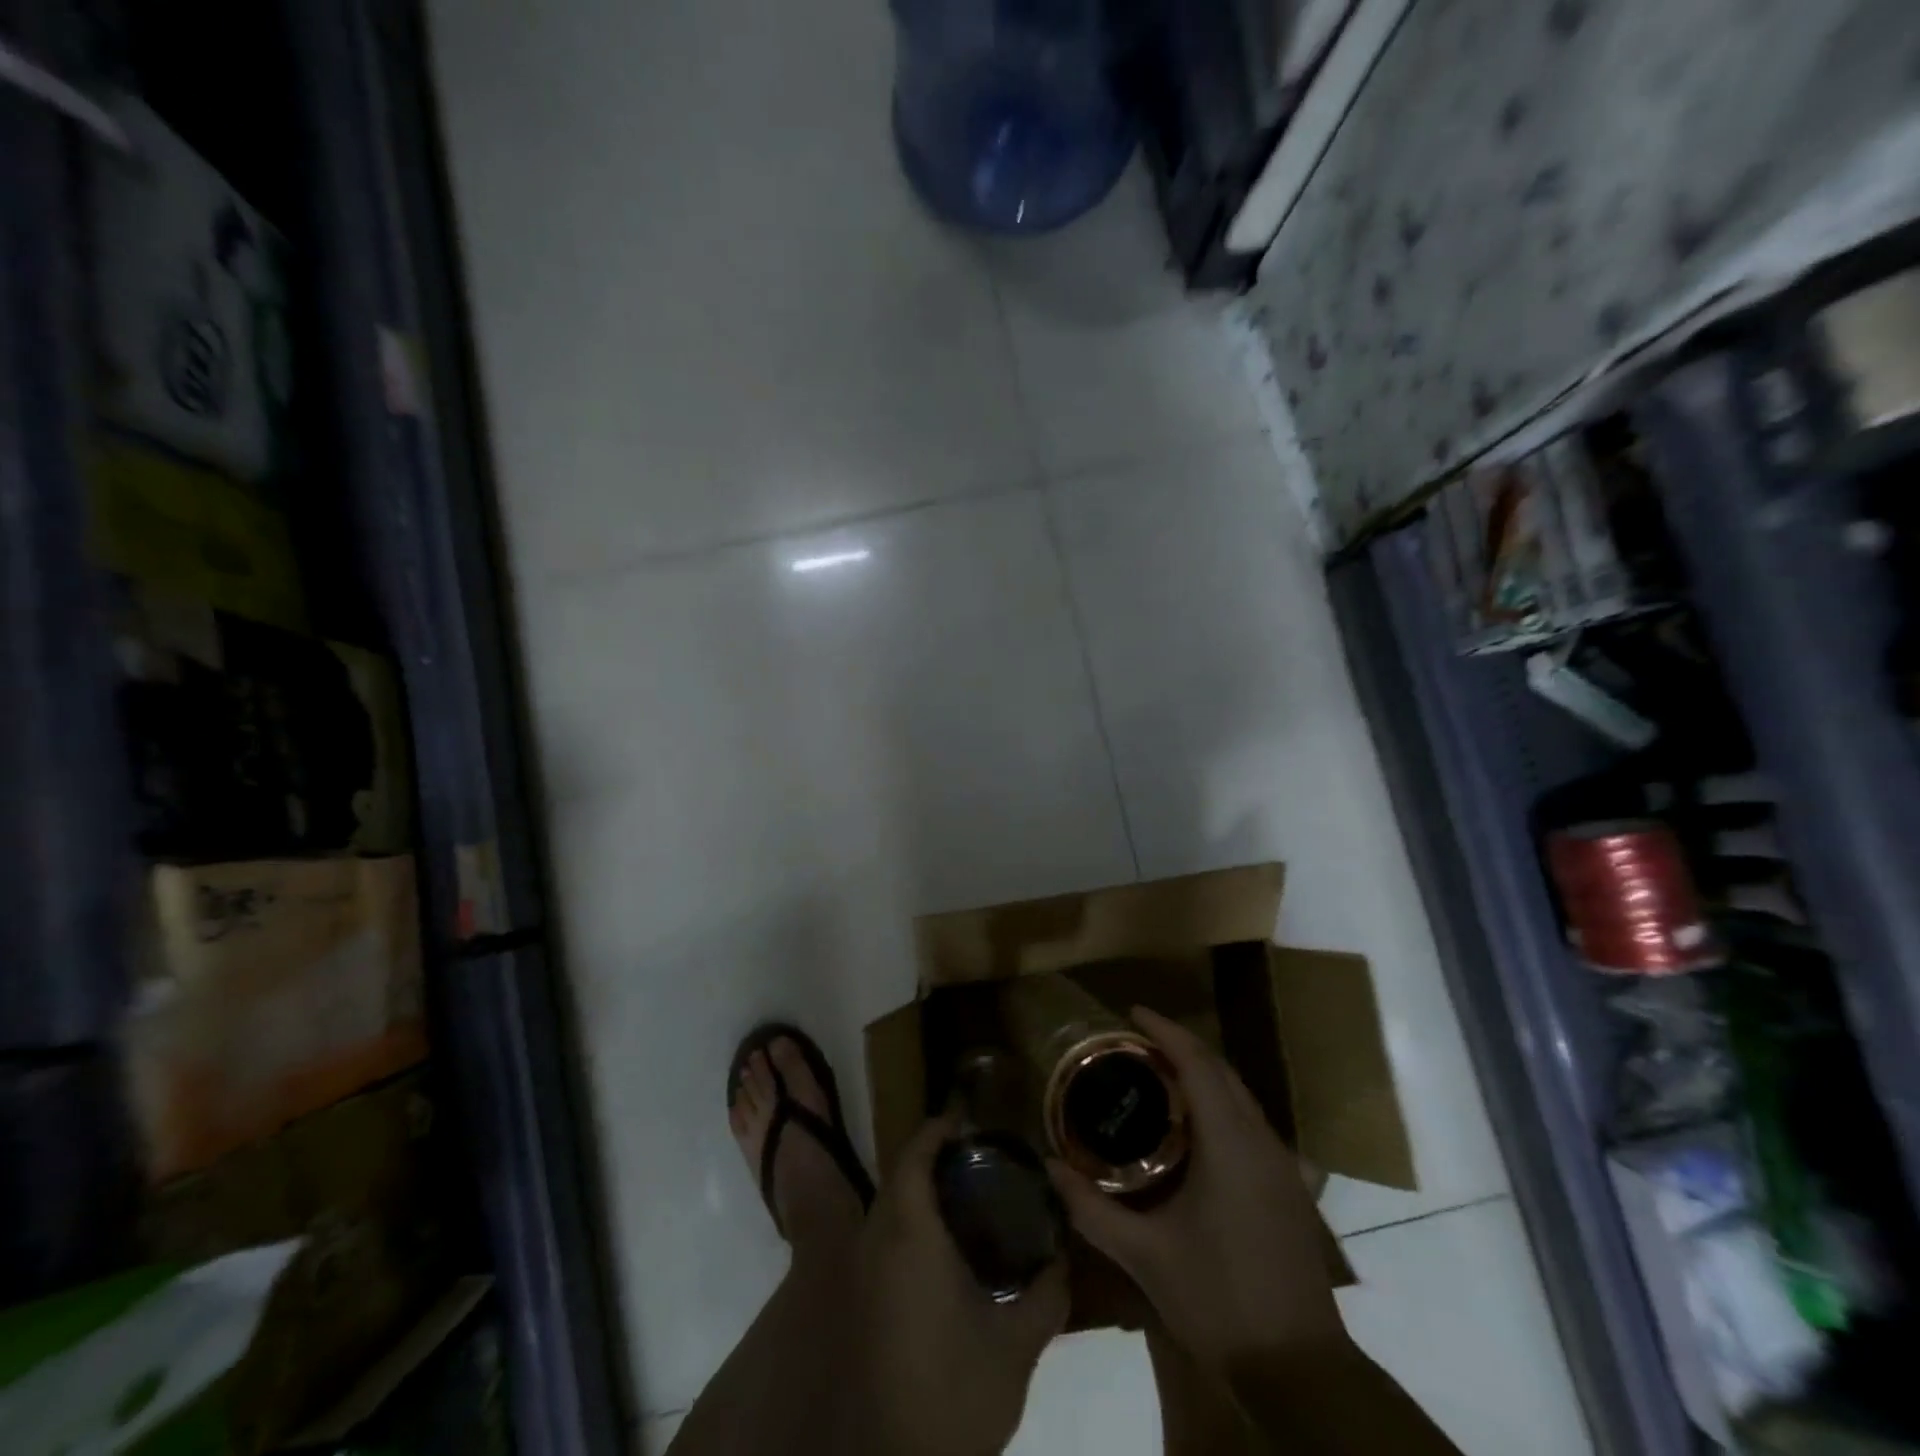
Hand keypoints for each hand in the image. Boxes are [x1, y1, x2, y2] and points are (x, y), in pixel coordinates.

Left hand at [848, 1112, 1068, 1455]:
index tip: (969, 1120)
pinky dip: (910, 1224)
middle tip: (979, 1157)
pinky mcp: (863, 1302)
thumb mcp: (1016, 1345)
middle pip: (899, 1176)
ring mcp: (864, 1274)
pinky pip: (883, 1239)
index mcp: (910, 1235)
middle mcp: (877, 1243)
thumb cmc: (956, 1391)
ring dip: (919, 1191)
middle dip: (932, 1157)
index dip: (937, 1130)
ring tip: (969, 1194)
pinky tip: (947, 1248)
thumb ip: (1047, 1293)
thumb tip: (1065, 1255)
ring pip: (888, 1208)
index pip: (913, 1157)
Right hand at [1046, 1008, 1348, 1370]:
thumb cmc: (1219, 1301)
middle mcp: (1261, 1141)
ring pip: (1240, 1094)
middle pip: (1221, 1070)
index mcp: (1230, 1144)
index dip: (1165, 1031)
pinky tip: (1194, 1126)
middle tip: (1136, 1041)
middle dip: (1181, 1045)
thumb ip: (1092, 1209)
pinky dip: (1219, 1102)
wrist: (1300, 1369)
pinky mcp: (1289, 1186)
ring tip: (1157, 1072)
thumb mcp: (1145, 1256)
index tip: (1133, 1011)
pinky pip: (1250, 1120)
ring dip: (1202, 1072)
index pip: (1197, 1064)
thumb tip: (1049, 1168)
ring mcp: (1282, 1164)